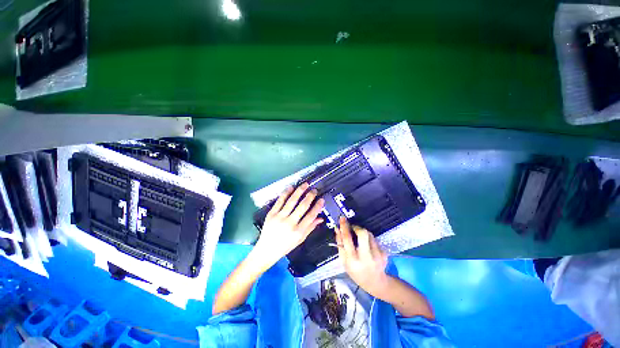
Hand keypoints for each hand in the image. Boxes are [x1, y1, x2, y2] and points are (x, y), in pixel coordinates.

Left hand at [254, 183, 324, 269]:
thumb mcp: (300, 240)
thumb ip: (310, 228)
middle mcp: (289, 223)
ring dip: (299, 191)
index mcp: (298, 231)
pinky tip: (291, 187)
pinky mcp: (271, 214)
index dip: (317, 206)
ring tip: (305, 184)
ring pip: (292, 201)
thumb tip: (320, 218)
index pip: (311, 216)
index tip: (321, 199)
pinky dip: (286, 193)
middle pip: (302, 206)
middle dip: (310, 196)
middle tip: (314, 190)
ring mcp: (279, 217)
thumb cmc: (285, 246)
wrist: (266, 250)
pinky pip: (280, 201)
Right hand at [335, 216, 389, 297]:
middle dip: (357, 228)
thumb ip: (340, 244)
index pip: (348, 239)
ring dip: (363, 234)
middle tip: (353, 228)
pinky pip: (374, 240)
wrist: (375, 283)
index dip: (344, 227)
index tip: (342, 218)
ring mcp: (377, 255)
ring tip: (360, 241)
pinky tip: (368, 249)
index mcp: (353, 260)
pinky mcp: (384, 253)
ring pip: (369, 235)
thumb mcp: (344, 261)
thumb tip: (337, 228)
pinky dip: (369, 240)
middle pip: (363, 234)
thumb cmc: (355, 272)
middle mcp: (366, 257)